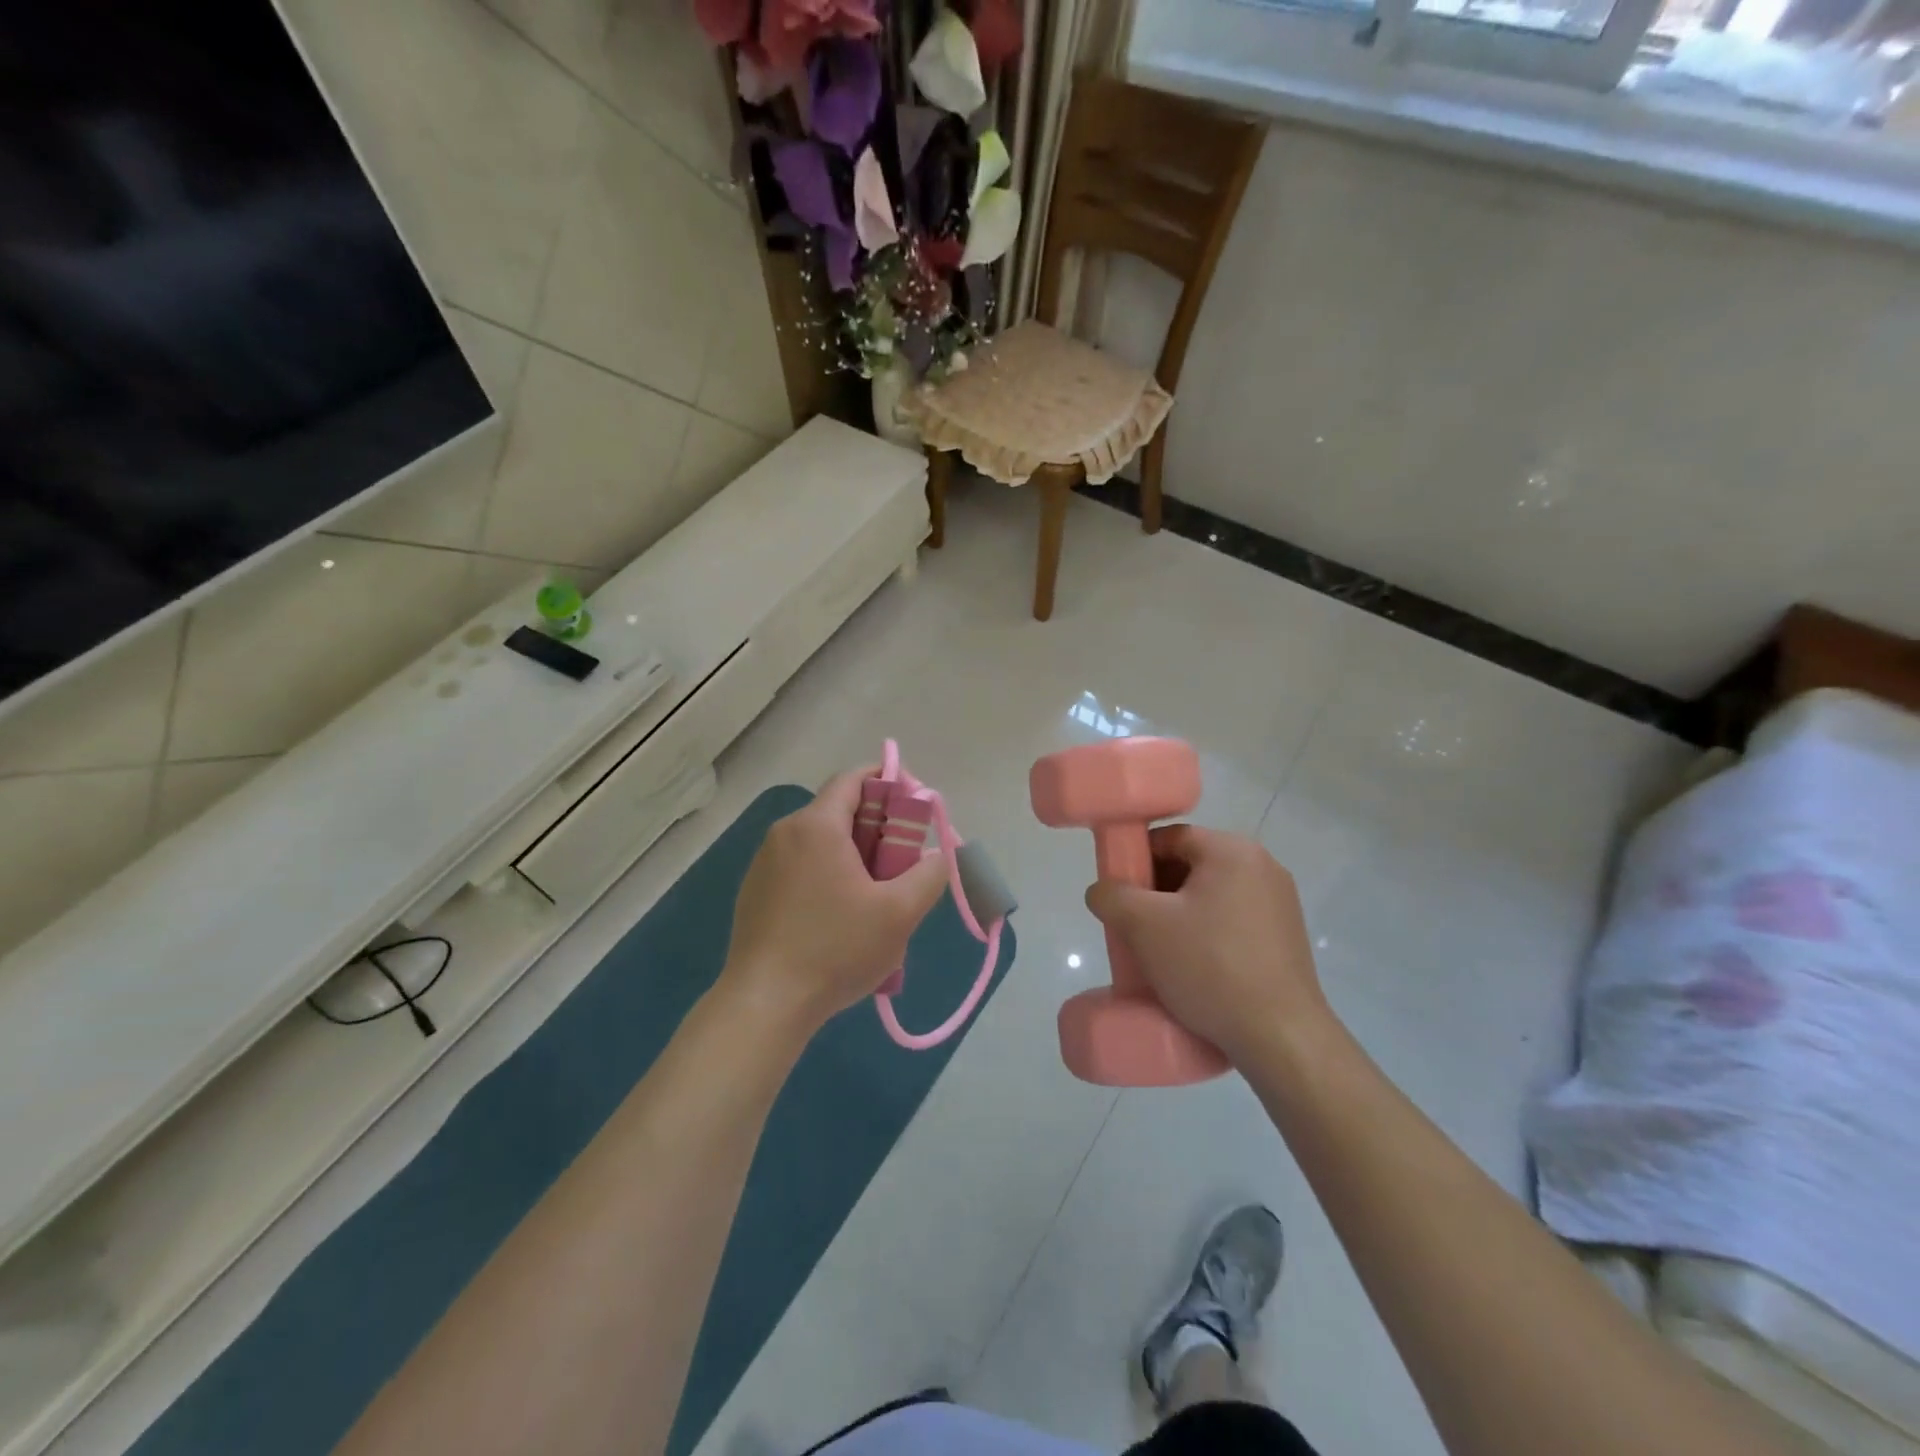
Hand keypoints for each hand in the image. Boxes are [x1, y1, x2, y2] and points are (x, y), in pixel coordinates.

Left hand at [721, 767, 948, 1034]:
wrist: (764, 1004)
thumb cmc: (835, 950)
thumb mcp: (899, 913)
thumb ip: (929, 875)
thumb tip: (938, 857)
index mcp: (817, 825)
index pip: (855, 778)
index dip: (890, 782)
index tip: (916, 808)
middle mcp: (785, 833)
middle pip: (840, 810)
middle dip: (878, 827)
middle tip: (903, 863)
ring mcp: (764, 863)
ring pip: (821, 841)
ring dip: (854, 855)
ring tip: (876, 897)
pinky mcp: (755, 891)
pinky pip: (801, 866)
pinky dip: (828, 875)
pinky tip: (840, 918)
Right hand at [1085, 825, 1328, 1064]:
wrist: (1281, 1038)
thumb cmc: (1210, 967)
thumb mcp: (1143, 926)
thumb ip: (1111, 896)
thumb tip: (1103, 891)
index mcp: (1232, 851)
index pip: (1169, 838)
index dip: (1135, 860)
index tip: (1119, 895)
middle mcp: (1262, 866)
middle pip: (1191, 864)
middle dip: (1156, 890)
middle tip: (1134, 926)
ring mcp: (1280, 903)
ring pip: (1211, 895)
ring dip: (1179, 915)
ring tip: (1160, 952)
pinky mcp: (1286, 937)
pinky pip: (1233, 920)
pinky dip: (1207, 933)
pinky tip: (1193, 967)